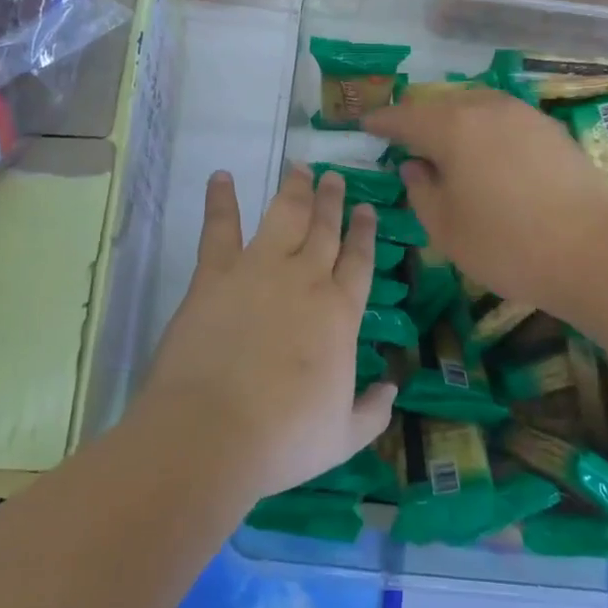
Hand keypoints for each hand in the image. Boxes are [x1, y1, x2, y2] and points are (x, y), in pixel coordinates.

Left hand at [138, 168, 396, 500]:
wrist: (213, 432)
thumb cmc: (284, 440)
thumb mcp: (343, 437)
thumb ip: (373, 412)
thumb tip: (393, 389)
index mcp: (340, 313)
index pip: (359, 261)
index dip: (365, 232)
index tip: (367, 208)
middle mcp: (305, 279)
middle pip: (325, 229)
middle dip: (332, 200)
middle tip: (335, 177)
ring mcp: (259, 269)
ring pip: (284, 216)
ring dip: (294, 190)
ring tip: (300, 168)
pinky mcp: (215, 273)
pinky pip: (219, 227)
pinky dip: (221, 200)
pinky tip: (221, 176)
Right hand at [364, 88, 607, 311]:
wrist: (596, 251)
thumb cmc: (508, 244)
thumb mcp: (446, 228)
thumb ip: (421, 190)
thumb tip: (414, 165)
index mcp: (452, 127)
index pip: (404, 117)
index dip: (381, 121)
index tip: (364, 125)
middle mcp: (486, 107)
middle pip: (440, 104)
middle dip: (418, 119)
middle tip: (403, 139)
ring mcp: (523, 114)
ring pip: (474, 107)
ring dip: (453, 122)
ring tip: (445, 147)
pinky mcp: (550, 129)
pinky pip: (502, 119)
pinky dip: (484, 130)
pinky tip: (487, 156)